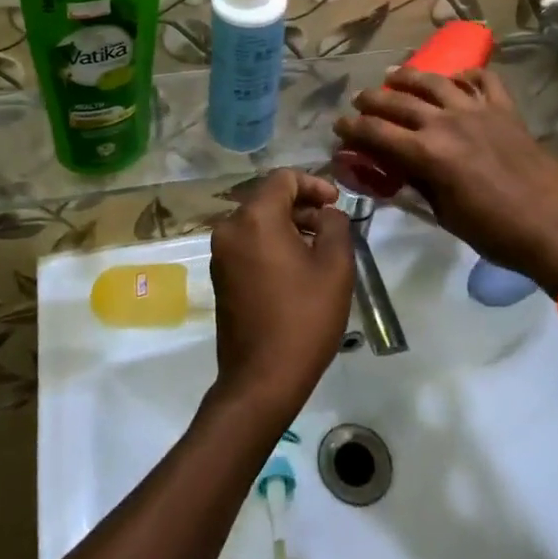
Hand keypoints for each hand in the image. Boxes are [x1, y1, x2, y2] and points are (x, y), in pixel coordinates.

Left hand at [207, 169, 353, 424]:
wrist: (261, 379)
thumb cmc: (303, 318)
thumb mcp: (335, 267)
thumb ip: (335, 226)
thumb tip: (327, 213)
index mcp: (256, 218)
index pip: (284, 178)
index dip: (314, 184)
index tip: (336, 203)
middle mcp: (230, 227)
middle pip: (269, 198)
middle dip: (302, 206)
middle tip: (332, 227)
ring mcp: (220, 252)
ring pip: (258, 221)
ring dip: (288, 225)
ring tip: (319, 249)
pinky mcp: (220, 275)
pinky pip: (248, 242)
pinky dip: (272, 243)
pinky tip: (296, 268)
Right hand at [334, 67, 557, 293]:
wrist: (555, 228)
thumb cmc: (494, 232)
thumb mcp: (444, 214)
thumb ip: (415, 184)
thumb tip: (389, 169)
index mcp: (428, 153)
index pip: (376, 133)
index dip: (352, 129)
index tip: (338, 127)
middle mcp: (447, 123)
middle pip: (398, 101)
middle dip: (371, 100)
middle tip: (359, 101)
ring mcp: (477, 110)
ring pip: (435, 81)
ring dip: (409, 76)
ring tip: (394, 75)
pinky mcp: (505, 109)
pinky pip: (483, 80)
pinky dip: (466, 76)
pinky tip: (457, 79)